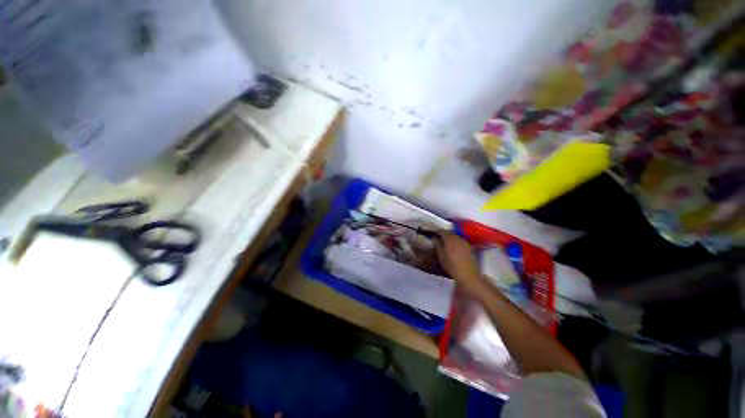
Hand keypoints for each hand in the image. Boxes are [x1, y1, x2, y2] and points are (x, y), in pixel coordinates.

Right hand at [435, 232, 486, 295]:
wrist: (467, 274)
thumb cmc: (451, 264)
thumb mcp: (440, 255)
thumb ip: (437, 244)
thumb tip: (434, 237)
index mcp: (449, 238)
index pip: (441, 231)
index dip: (436, 231)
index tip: (432, 233)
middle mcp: (458, 237)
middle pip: (449, 233)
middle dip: (444, 234)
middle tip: (438, 238)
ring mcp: (465, 242)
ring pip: (456, 237)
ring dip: (450, 238)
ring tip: (445, 243)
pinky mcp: (469, 247)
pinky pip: (460, 242)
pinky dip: (456, 243)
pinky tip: (454, 248)